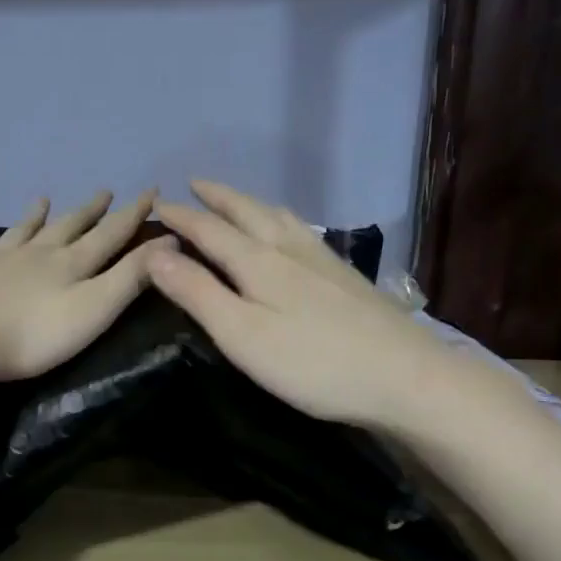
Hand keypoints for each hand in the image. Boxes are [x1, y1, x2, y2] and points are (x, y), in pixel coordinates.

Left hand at [0, 190, 167, 386]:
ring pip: (23, 232)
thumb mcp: (95, 308)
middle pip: (68, 226)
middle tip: (104, 192)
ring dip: (36, 217)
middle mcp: (37, 253)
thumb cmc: (34, 333)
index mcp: (71, 262)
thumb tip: (168, 241)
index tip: (151, 191)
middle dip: (90, 210)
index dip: (133, 213)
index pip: (111, 233)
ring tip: (43, 199)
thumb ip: (131, 276)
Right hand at [149, 181, 446, 431]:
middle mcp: (290, 249)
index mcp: (259, 262)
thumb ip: (198, 294)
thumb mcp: (242, 335)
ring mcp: (324, 261)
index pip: (210, 229)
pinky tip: (294, 233)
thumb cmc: (313, 363)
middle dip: (218, 198)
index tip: (157, 204)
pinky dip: (283, 220)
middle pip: (248, 212)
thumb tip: (154, 254)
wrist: (406, 377)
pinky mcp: (347, 277)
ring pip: (280, 218)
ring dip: (251, 204)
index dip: (182, 216)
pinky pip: (304, 231)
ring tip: (238, 201)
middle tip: (195, 184)